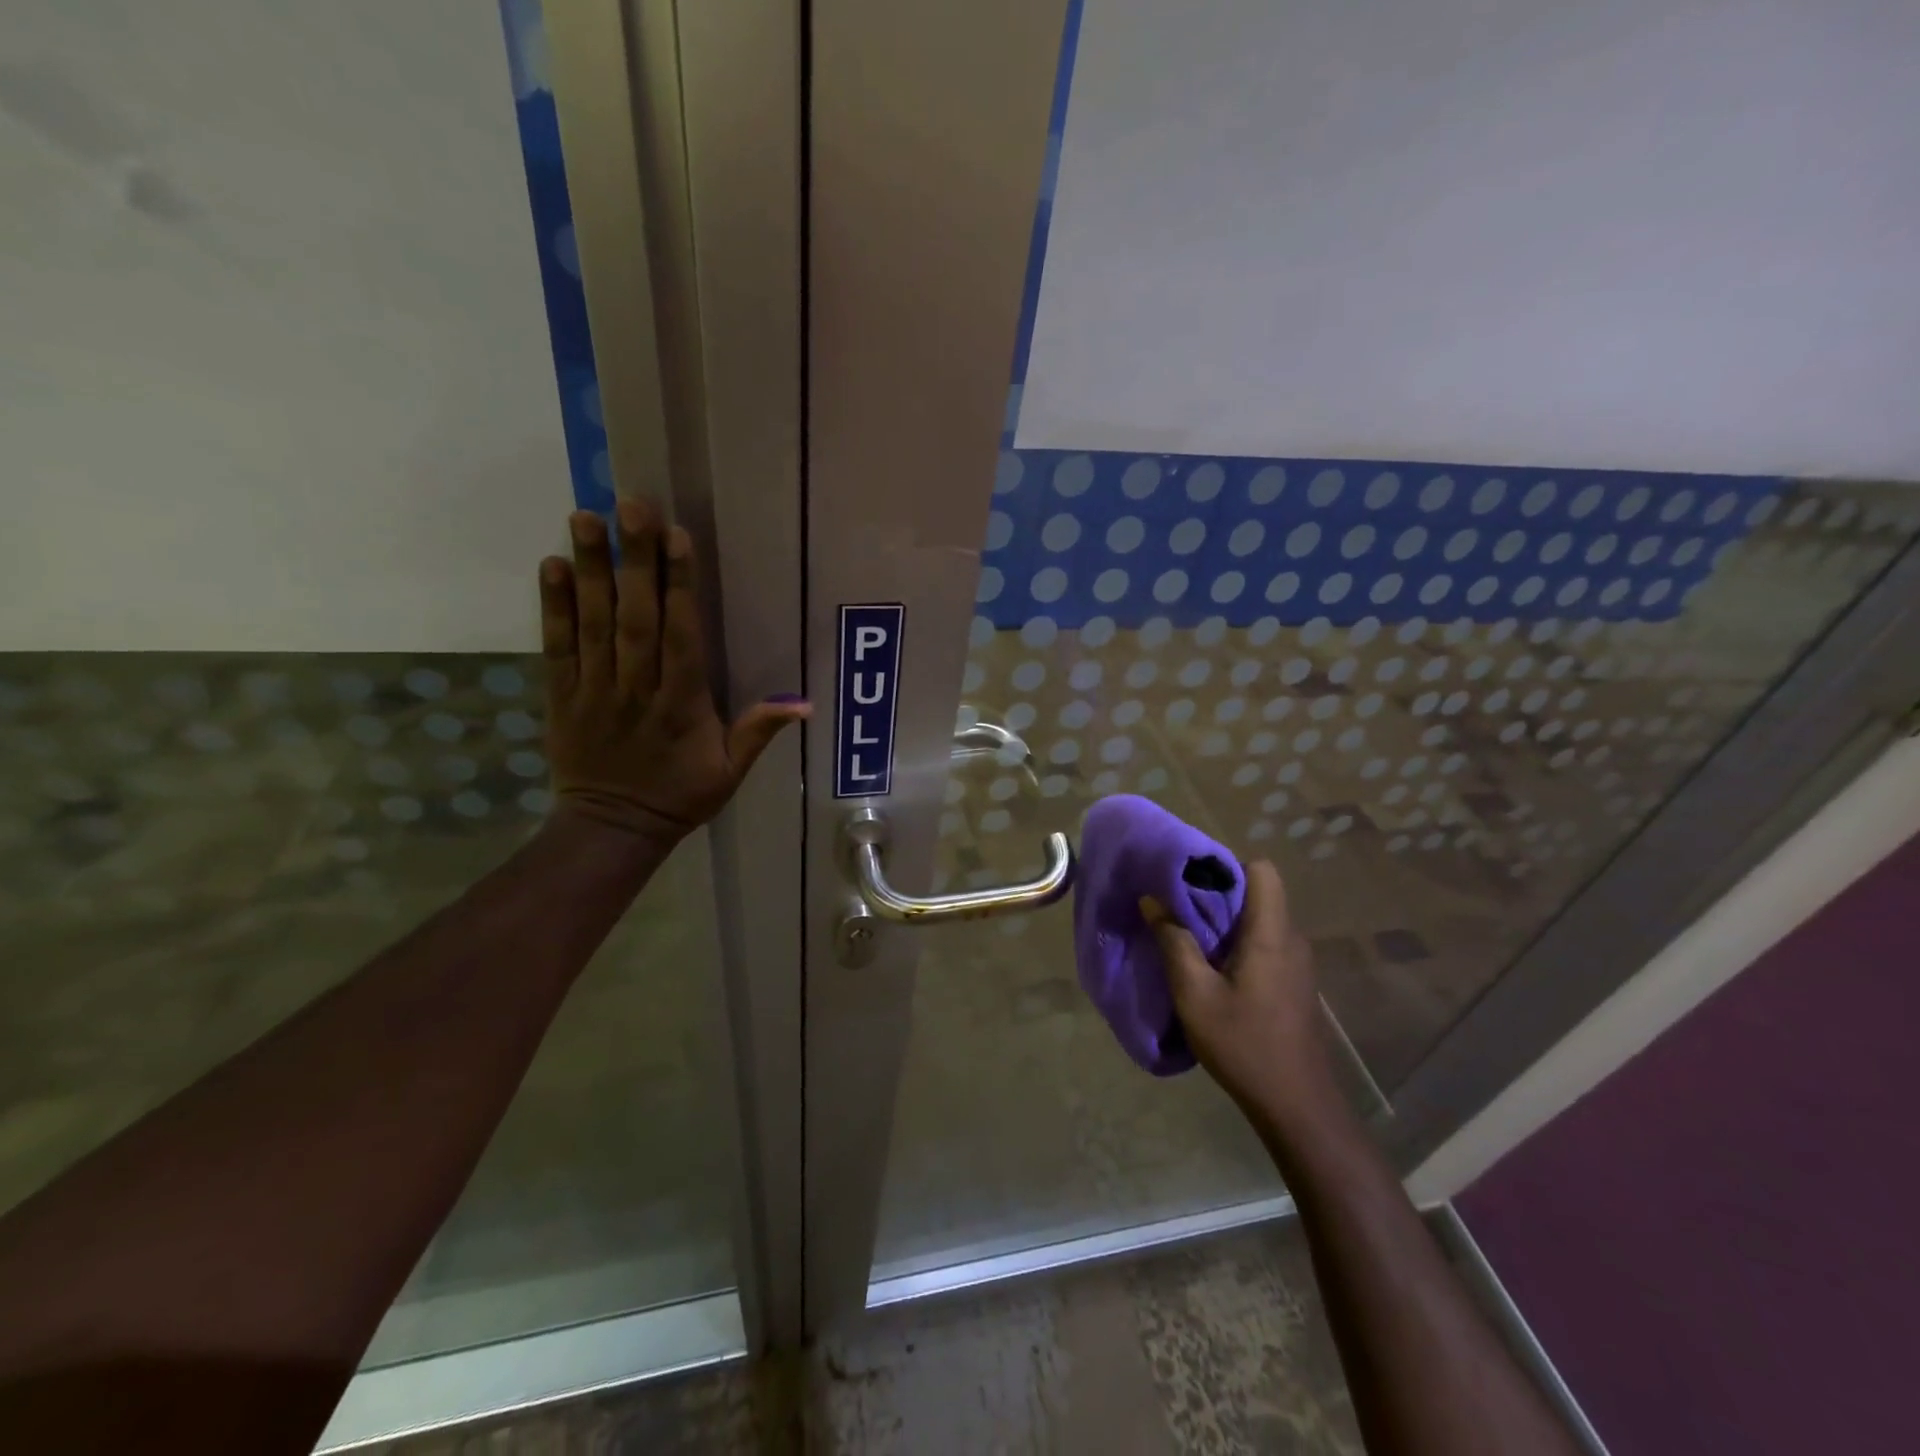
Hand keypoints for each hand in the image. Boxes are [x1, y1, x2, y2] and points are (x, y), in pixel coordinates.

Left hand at [538, 502, 808, 843]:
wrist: (612, 829)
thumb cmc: (680, 796)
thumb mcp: (731, 772)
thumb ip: (759, 732)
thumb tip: (805, 704)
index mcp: (682, 704)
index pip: (681, 635)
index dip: (680, 585)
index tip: (678, 536)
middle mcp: (637, 687)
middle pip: (636, 616)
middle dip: (635, 559)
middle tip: (631, 504)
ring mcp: (595, 689)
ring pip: (594, 622)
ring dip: (591, 568)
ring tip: (586, 517)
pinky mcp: (562, 695)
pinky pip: (557, 646)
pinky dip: (554, 606)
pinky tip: (554, 565)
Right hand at [1142, 861, 1342, 1139]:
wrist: (1296, 1105)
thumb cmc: (1243, 1044)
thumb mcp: (1194, 994)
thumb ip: (1173, 941)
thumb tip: (1152, 900)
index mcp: (1271, 934)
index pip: (1261, 869)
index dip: (1225, 867)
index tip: (1189, 881)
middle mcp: (1291, 939)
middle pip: (1258, 892)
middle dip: (1217, 893)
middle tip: (1177, 907)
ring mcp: (1298, 962)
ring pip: (1261, 918)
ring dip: (1226, 920)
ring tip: (1188, 935)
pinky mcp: (1294, 982)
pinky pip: (1265, 942)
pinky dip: (1238, 942)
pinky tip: (1212, 968)